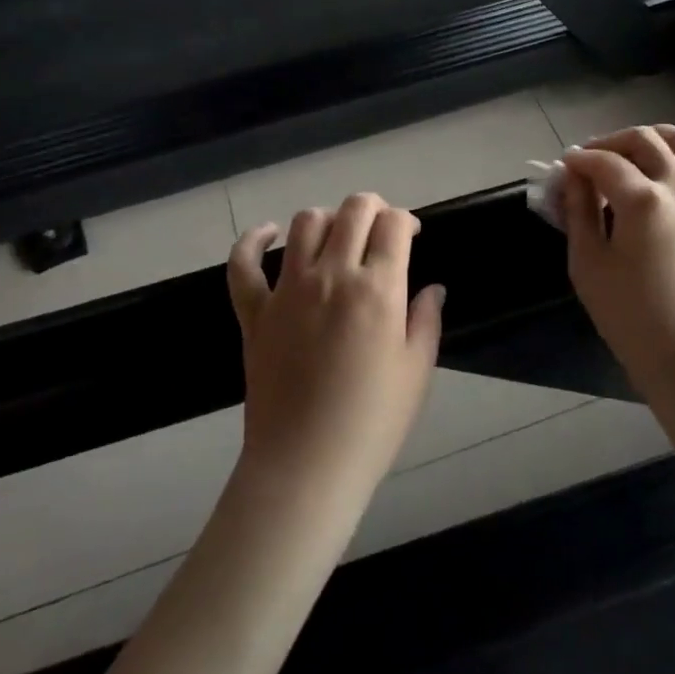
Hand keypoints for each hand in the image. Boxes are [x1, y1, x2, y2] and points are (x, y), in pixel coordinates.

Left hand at [227, 194, 444, 507]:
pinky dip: (253, 240)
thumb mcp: (416, 372)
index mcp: (377, 289)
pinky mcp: (254, 311)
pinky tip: (267, 233)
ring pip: (305, 223)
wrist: (305, 466)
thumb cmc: (372, 423)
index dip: (406, 219)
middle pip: (352, 210)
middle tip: (380, 228)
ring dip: (327, 218)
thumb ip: (425, 320)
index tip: (410, 235)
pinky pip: (243, 264)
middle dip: (372, 207)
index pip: (393, 224)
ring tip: (338, 236)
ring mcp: (287, 290)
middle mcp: (331, 275)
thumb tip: (432, 288)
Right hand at [561, 126, 674, 399]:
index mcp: (643, 202)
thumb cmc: (632, 320)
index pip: (604, 163)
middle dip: (612, 142)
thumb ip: (578, 213)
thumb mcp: (589, 266)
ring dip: (658, 135)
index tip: (564, 167)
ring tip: (638, 145)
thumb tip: (572, 177)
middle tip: (593, 159)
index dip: (579, 160)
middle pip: (645, 142)